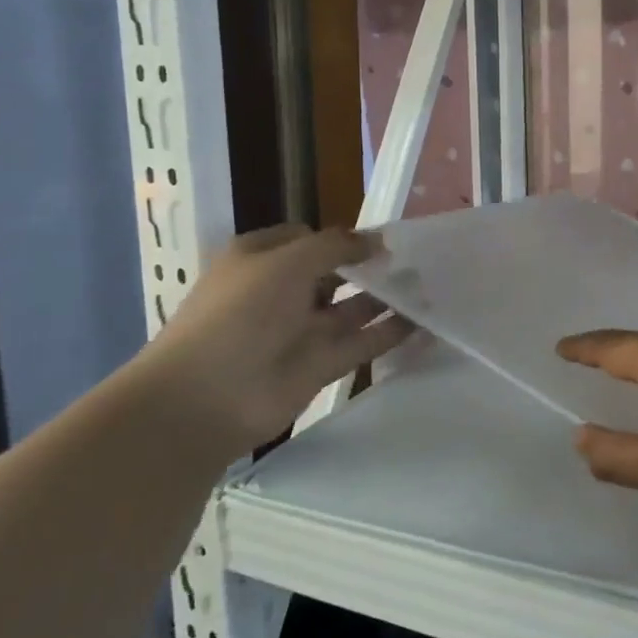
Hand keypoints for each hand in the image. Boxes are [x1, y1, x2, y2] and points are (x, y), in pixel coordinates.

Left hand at [132, 225, 411, 451]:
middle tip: (421, 259)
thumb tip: (377, 240)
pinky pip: (364, 342)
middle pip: (335, 272)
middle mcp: (282, 291)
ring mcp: (302, 330)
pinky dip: (393, 333)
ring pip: (354, 307)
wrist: (204, 401)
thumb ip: (336, 246)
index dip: (343, 236)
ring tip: (434, 285)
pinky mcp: (321, 365)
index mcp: (262, 260)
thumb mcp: (286, 262)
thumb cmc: (240, 314)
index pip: (308, 238)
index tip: (383, 238)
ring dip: (389, 297)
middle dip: (372, 265)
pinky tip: (428, 322)